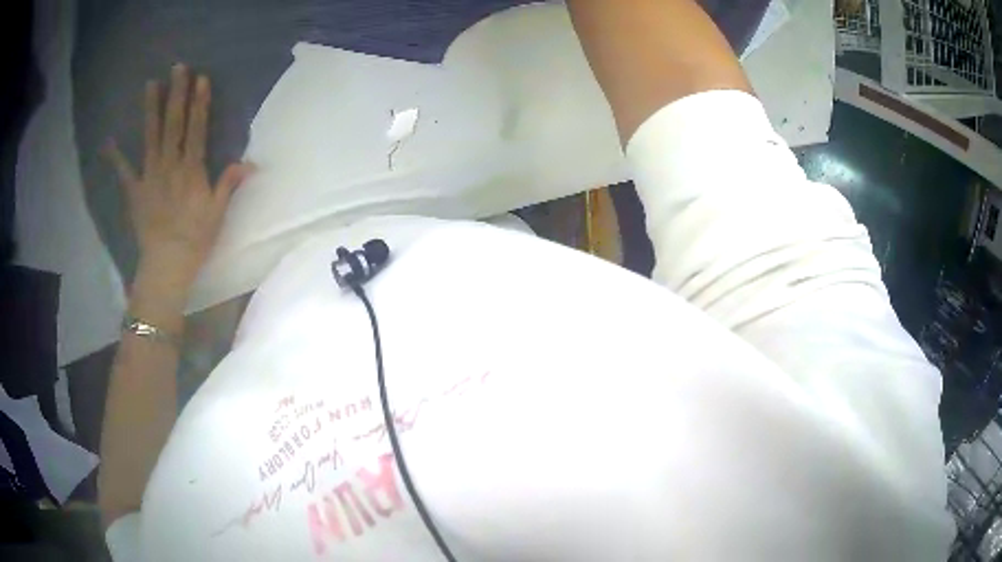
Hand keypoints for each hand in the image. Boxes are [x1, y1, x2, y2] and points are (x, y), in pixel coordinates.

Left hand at [105, 64, 254, 293]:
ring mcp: (149, 176)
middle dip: (176, 94)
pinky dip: (115, 157)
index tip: (200, 79)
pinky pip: (123, 171)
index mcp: (191, 169)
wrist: (166, 265)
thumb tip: (250, 163)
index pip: (196, 129)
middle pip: (173, 124)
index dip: (199, 103)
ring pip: (150, 137)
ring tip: (150, 85)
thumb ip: (229, 184)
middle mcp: (169, 165)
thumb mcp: (218, 212)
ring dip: (151, 110)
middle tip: (177, 68)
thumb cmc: (195, 239)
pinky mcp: (134, 191)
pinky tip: (109, 141)